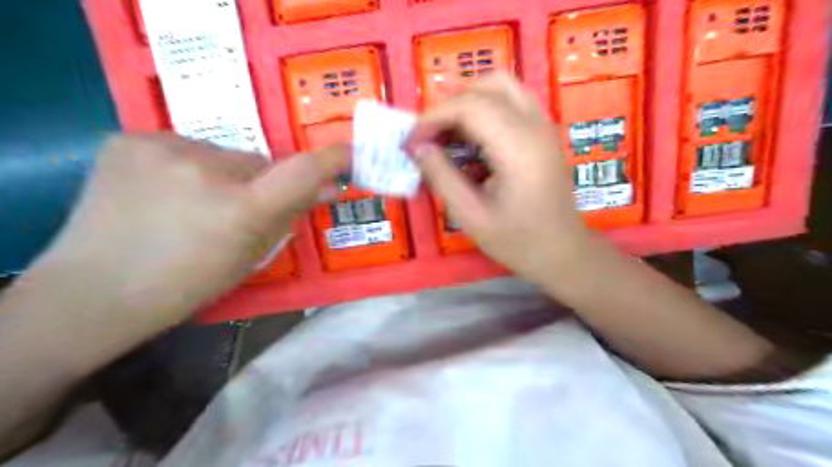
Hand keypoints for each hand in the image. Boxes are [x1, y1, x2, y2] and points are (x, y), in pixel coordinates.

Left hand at [28, 132, 346, 331]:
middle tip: (240, 208)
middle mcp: (205, 170)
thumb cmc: (186, 285)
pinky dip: (188, 166)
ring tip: (194, 204)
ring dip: (224, 173)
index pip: (301, 171)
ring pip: (222, 153)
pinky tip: (163, 193)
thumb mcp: (251, 256)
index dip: (332, 158)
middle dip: (261, 181)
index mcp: (239, 209)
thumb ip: (290, 216)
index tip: (350, 152)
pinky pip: (185, 147)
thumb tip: (327, 189)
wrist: (94, 291)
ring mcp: (162, 149)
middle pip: (258, 161)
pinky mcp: (131, 139)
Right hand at [408, 74, 590, 282]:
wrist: (563, 251)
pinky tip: (473, 142)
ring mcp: (544, 125)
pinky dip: (486, 110)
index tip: (412, 142)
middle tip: (430, 137)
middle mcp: (535, 125)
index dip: (433, 117)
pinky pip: (512, 102)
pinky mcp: (544, 132)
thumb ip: (442, 177)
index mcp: (518, 147)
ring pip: (502, 87)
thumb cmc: (518, 241)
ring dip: (468, 103)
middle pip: (487, 85)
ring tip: (448, 135)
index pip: (469, 106)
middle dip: (450, 105)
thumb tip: (419, 147)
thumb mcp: (470, 216)